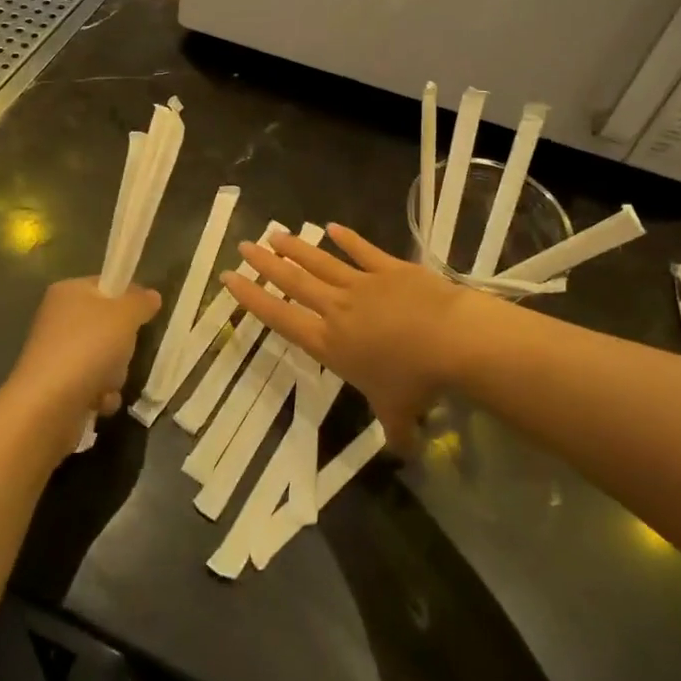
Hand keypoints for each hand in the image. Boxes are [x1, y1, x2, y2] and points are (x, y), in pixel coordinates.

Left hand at [4, 278, 159, 450]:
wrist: (47, 406)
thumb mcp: (125, 315)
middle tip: (124, 350)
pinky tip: (99, 402)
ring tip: (107, 383)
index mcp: (68, 292)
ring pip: (104, 358)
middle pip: (108, 325)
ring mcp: (56, 354)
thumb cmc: (88, 348)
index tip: (143, 314)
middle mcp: (58, 319)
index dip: (128, 298)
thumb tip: (151, 296)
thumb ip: (141, 302)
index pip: (106, 284)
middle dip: (122, 344)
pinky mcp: (56, 386)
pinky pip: (92, 384)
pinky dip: (101, 395)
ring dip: (114, 374)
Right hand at [219, 225, 466, 449]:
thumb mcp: (400, 415)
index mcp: (329, 343)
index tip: (229, 278)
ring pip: (321, 262)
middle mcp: (338, 309)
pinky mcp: (389, 268)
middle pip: (294, 282)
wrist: (450, 339)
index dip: (253, 298)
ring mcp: (362, 284)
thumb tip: (405, 453)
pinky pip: (363, 251)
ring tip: (275, 233)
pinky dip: (347, 239)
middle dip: (267, 264)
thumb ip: (396, 433)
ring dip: (297, 248)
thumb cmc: (416, 381)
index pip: (281, 318)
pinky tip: (332, 226)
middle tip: (245, 245)